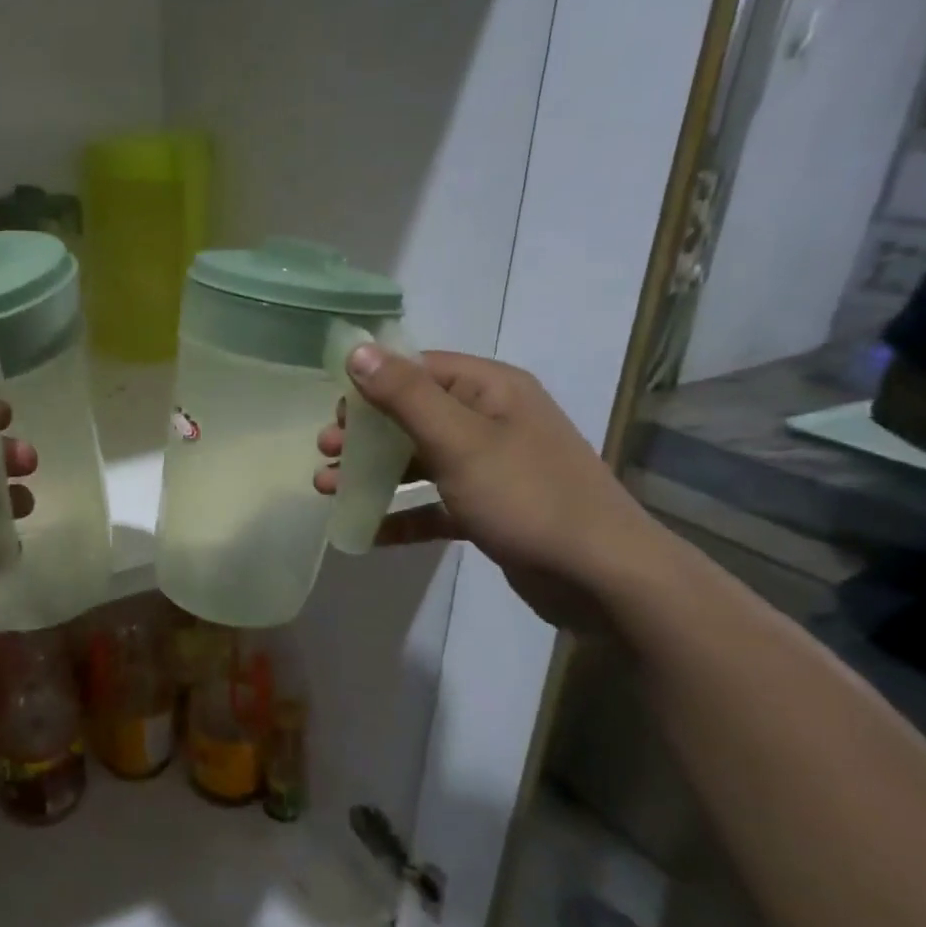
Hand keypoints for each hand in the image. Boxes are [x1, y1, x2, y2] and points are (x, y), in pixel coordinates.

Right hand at [316, 348, 674, 632]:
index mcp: (492, 391)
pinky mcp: (489, 510)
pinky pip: (433, 504)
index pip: (421, 369)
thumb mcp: (459, 441)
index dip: (372, 384)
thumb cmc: (527, 496)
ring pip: (419, 461)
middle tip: (325, 452)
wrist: (600, 576)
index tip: (332, 410)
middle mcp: (492, 421)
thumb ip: (405, 396)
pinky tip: (365, 531)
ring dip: (373, 473)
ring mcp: (491, 468)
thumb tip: (357, 350)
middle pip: (414, 416)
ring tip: (328, 490)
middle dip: (365, 434)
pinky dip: (401, 514)